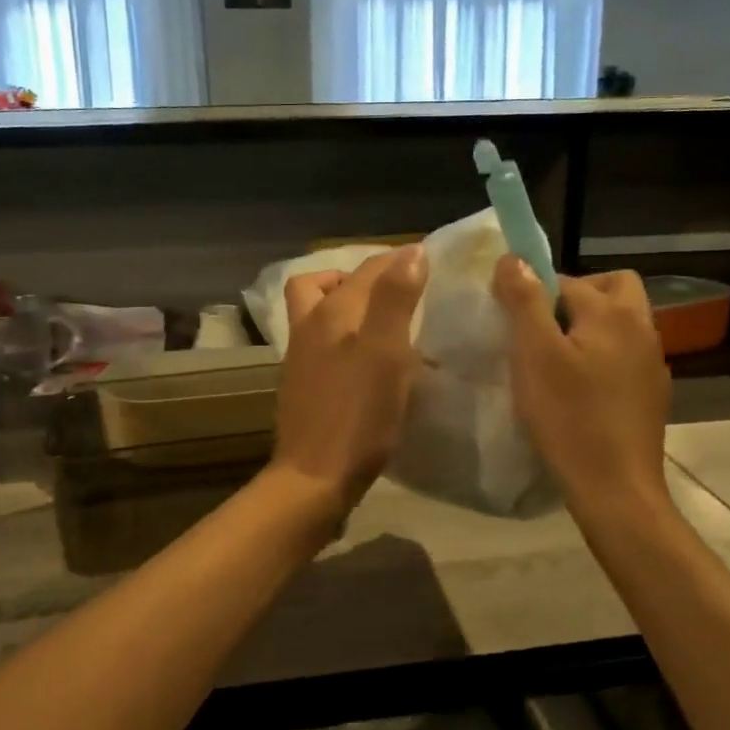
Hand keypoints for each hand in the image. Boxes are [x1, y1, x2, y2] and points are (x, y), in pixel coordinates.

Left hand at [269, 246, 427, 514]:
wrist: (315, 476)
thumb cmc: (358, 415)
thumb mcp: (386, 353)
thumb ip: (396, 299)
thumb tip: (410, 252)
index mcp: (331, 313)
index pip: (367, 269)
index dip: (398, 259)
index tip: (430, 259)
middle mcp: (308, 326)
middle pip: (323, 283)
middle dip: (358, 276)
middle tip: (395, 287)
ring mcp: (299, 357)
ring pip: (316, 312)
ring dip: (344, 304)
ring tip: (381, 319)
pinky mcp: (301, 384)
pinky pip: (319, 342)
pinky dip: (341, 335)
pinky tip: (366, 358)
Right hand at [491, 257, 671, 514]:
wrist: (615, 488)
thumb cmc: (568, 417)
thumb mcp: (534, 354)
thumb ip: (525, 300)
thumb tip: (514, 257)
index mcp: (613, 313)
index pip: (568, 280)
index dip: (536, 292)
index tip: (512, 319)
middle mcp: (642, 328)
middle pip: (613, 288)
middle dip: (578, 296)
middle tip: (544, 327)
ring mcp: (652, 363)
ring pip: (622, 323)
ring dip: (590, 327)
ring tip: (556, 359)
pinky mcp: (652, 394)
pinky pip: (625, 356)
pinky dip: (603, 357)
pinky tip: (580, 390)